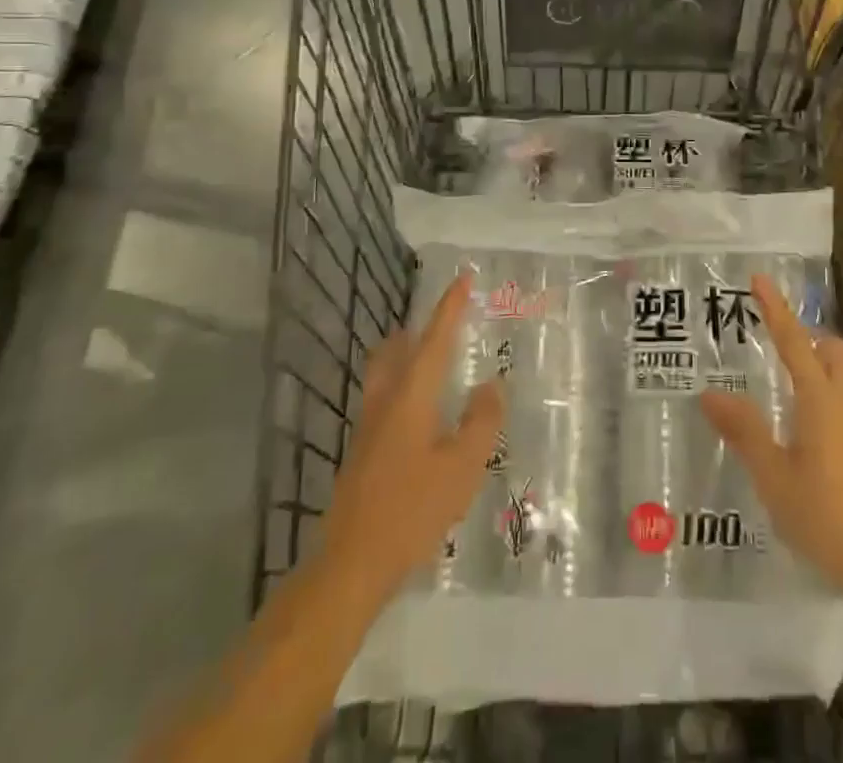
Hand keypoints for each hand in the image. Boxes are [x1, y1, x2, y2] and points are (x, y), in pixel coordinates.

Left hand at [316, 274, 504, 603]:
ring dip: (407, 355)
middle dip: (420, 328)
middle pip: (397, 348)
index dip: (450, 306)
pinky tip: (420, 412)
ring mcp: (367, 426)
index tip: (463, 278)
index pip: (434, 338)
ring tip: (434, 359)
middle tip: (447, 322)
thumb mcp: (462, 468)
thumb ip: (481, 422)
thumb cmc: (412, 510)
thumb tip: (491, 385)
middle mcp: (385, 401)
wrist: (350, 564)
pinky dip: (403, 384)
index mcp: (411, 396)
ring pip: (385, 373)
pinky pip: (384, 397)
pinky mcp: (361, 451)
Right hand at [701, 274, 842, 612]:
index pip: (795, 342)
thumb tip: (710, 393)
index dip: (776, 309)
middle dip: (811, 336)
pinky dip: (829, 393)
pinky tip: (809, 427)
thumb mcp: (774, 478)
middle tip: (780, 339)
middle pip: (836, 352)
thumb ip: (744, 432)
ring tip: (790, 380)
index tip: (761, 279)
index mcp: (820, 401)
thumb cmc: (828, 518)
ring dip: (822, 364)